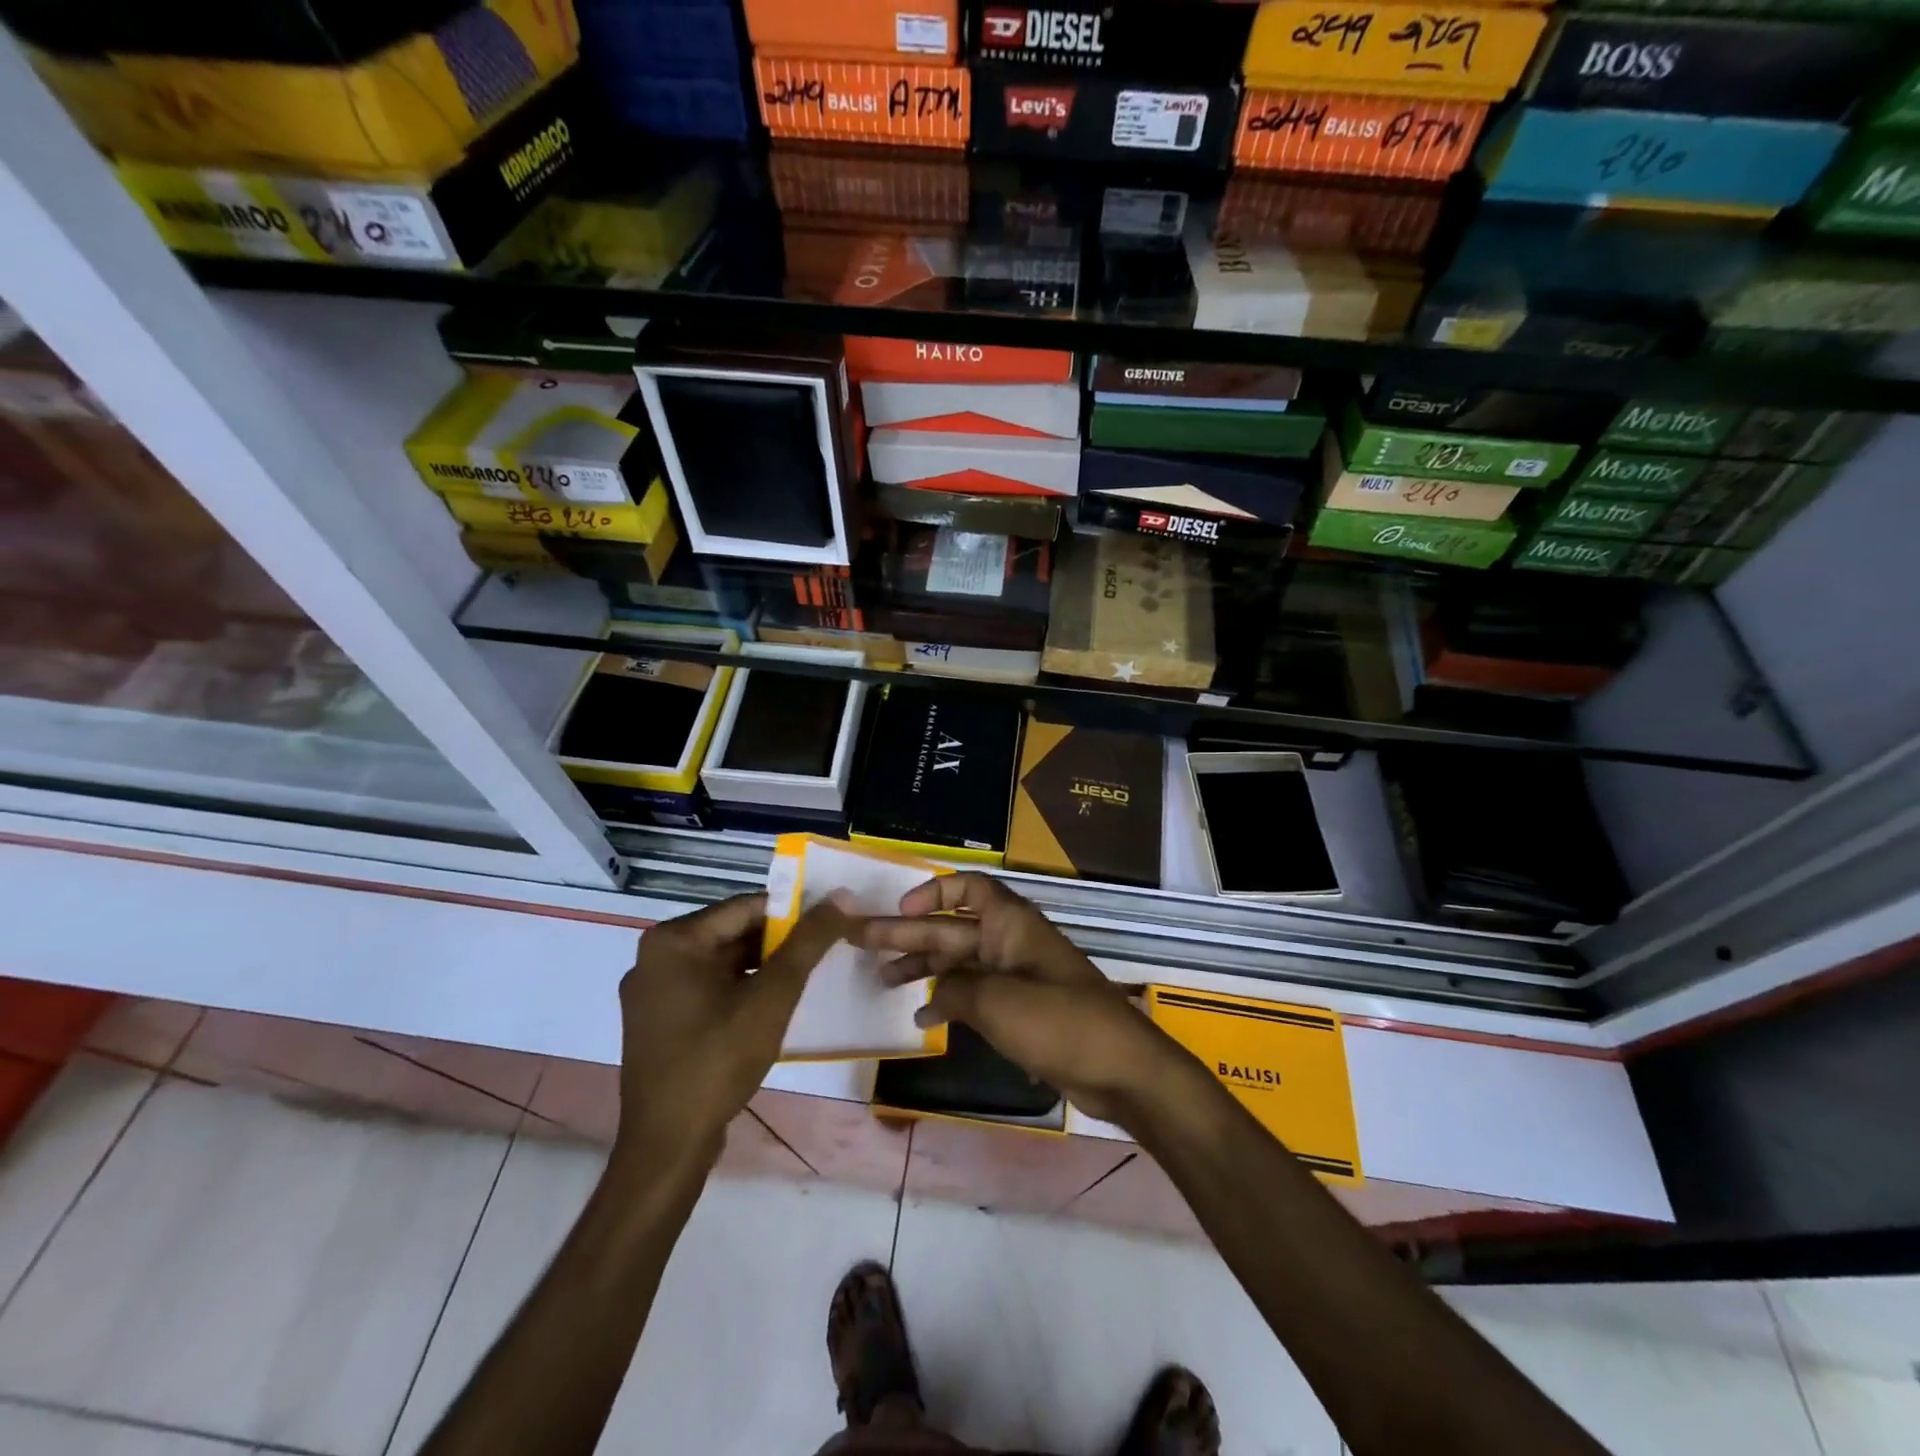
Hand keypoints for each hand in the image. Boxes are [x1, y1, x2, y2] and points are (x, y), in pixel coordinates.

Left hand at [614, 893, 852, 1170]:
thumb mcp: (772, 995)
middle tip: (821, 952)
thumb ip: (808, 942)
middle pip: (732, 932)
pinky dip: (739, 988)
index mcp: (673, 940)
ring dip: (762, 966)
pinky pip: (707, 987)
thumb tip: (842, 897)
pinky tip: (770, 1005)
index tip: (829, 924)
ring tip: (803, 977)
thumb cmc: (718, 1060)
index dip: (792, 912)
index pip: (745, 907)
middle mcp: (654, 957)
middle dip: (778, 941)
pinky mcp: (657, 1020)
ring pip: (721, 961)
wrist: (668, 1145)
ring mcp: (652, 991)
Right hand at [857, 873, 1194, 1125]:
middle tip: (864, 943)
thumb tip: (936, 995)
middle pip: (953, 927)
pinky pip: (976, 993)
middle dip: (910, 934)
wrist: (1120, 1069)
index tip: (901, 909)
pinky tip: (923, 1017)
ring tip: (883, 980)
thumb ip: (956, 991)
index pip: (969, 888)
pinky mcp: (1022, 1009)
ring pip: (960, 961)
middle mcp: (1011, 943)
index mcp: (1011, 925)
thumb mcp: (996, 1003)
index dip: (933, 891)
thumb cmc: (1059, 1022)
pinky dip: (950, 1001)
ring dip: (925, 967)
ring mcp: (1017, 977)